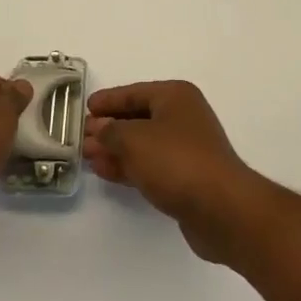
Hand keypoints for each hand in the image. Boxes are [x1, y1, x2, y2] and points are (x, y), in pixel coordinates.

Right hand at [84, 81, 265, 263]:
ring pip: (142, 143)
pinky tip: (106, 171)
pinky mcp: (185, 177)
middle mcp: (183, 117)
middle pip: (138, 117)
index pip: (134, 92)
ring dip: (115, 149)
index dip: (108, 100)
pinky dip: (128, 166)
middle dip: (109, 127)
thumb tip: (99, 127)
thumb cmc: (176, 161)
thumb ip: (111, 131)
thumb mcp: (134, 140)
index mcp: (175, 96)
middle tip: (80, 137)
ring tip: (87, 156)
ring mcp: (186, 148)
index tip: (85, 108)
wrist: (220, 207)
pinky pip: (150, 165)